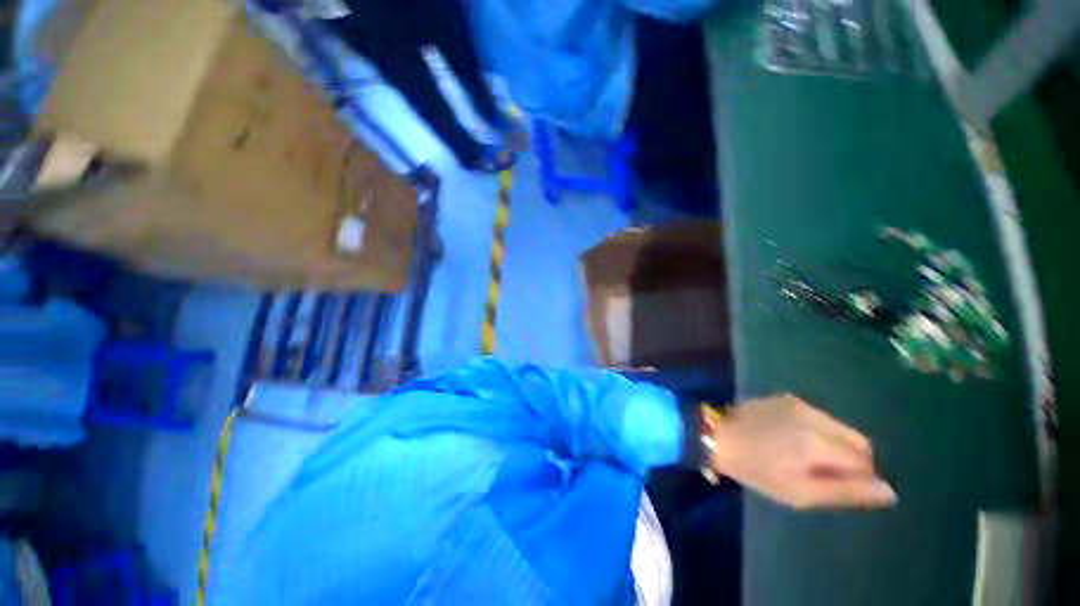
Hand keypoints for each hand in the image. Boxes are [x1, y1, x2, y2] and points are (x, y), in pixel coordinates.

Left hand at [709, 394, 895, 509]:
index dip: (860, 478)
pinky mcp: (786, 399)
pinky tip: (795, 441)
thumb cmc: (756, 469)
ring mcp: (799, 403)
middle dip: (852, 460)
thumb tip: (889, 491)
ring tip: (807, 458)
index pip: (865, 460)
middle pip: (857, 440)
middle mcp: (815, 416)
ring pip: (839, 427)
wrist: (716, 436)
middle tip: (824, 474)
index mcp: (819, 441)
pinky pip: (819, 417)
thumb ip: (846, 491)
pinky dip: (819, 431)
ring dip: (835, 444)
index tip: (840, 486)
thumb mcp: (800, 492)